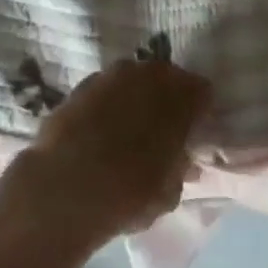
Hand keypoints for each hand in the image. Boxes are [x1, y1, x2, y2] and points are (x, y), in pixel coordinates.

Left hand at [14, 57, 213, 245]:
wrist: (66, 185)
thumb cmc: (129, 192)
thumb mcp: (167, 193)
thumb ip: (179, 170)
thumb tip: (181, 161)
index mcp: (180, 96)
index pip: (201, 91)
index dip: (199, 109)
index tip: (194, 128)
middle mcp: (149, 74)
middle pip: (166, 77)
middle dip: (168, 97)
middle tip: (163, 125)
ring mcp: (113, 74)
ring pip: (134, 78)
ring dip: (136, 95)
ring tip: (130, 125)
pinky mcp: (83, 83)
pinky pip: (106, 88)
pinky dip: (109, 102)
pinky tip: (101, 126)